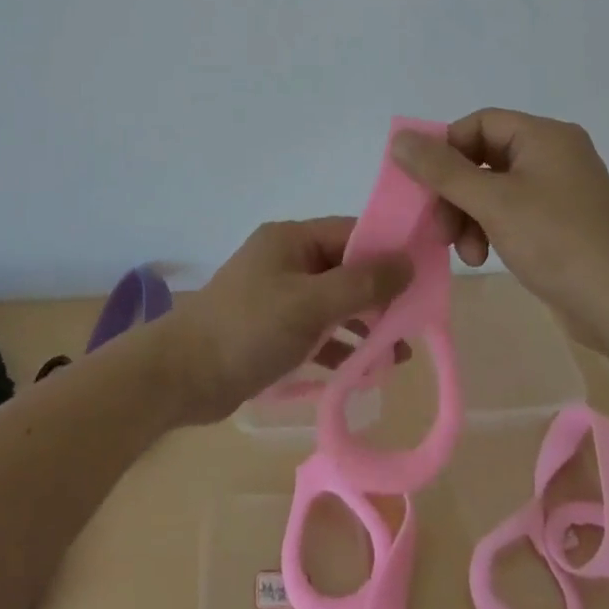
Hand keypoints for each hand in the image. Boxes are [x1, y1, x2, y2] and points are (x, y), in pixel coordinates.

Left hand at [162, 218, 413, 423]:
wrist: (183, 376)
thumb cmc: (248, 329)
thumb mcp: (310, 304)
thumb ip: (361, 284)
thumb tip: (408, 262)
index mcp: (292, 239)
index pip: (352, 233)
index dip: (389, 251)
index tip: (425, 275)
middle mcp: (287, 259)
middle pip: (346, 269)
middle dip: (380, 295)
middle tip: (414, 323)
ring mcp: (279, 295)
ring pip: (334, 302)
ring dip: (364, 325)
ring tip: (397, 355)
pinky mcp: (273, 328)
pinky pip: (317, 329)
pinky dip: (340, 345)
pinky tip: (366, 370)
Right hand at [390, 109, 608, 310]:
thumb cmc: (556, 241)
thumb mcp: (492, 202)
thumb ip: (442, 169)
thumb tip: (399, 139)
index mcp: (545, 136)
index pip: (479, 124)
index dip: (446, 149)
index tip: (425, 184)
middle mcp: (554, 153)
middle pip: (483, 158)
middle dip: (456, 193)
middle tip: (440, 227)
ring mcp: (559, 188)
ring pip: (493, 188)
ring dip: (469, 216)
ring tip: (465, 252)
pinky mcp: (560, 220)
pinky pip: (511, 210)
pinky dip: (490, 228)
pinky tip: (483, 256)